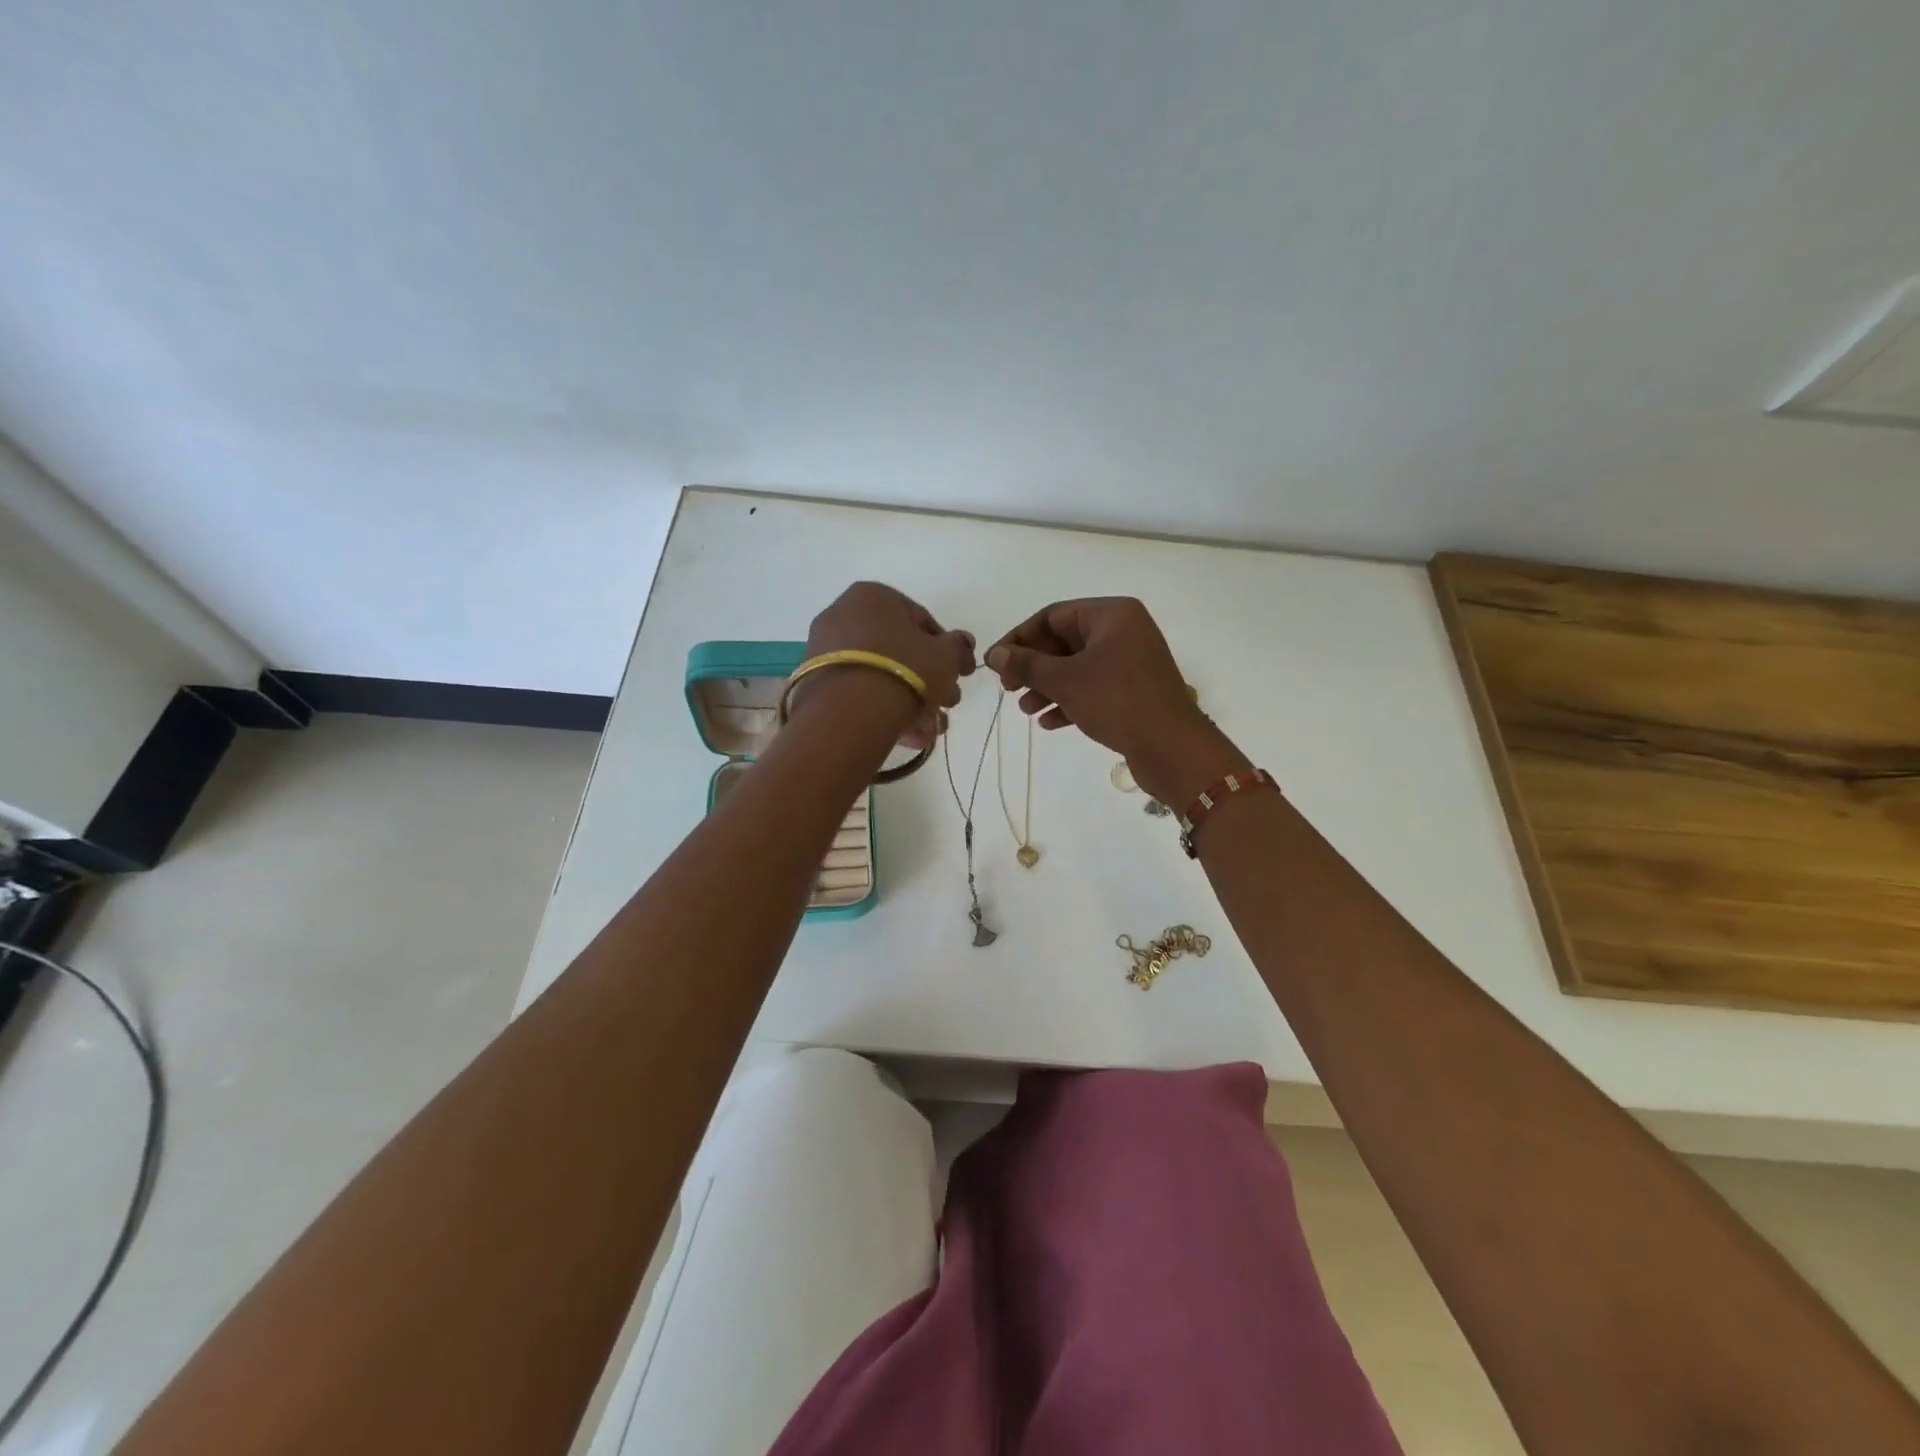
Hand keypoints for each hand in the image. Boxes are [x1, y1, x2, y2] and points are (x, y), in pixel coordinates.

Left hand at [800, 582, 975, 748]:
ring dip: (910, 701)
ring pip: (880, 674)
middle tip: (948, 704)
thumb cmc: (904, 670)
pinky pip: (857, 691)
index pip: (921, 620)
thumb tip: (963, 643)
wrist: (849, 712)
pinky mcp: (814, 682)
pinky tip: (905, 735)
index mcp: (874, 595)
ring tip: (929, 730)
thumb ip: (958, 647)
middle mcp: (843, 614)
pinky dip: (882, 709)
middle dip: (928, 681)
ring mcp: (824, 649)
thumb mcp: (946, 656)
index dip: (947, 650)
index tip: (960, 675)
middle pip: (899, 650)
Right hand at [985, 598, 1249, 805]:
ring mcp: (1131, 662)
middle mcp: (1124, 632)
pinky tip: (1048, 723)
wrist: (1172, 747)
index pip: (1053, 616)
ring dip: (1047, 687)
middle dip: (1034, 667)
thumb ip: (1026, 664)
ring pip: (1077, 668)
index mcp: (1111, 615)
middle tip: (1008, 689)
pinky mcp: (1134, 691)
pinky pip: (1093, 688)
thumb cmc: (1116, 701)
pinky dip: (1069, 701)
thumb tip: (995, 654)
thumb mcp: (1064, 680)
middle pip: (1064, 642)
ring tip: (1025, 710)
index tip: (994, 663)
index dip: (1019, 638)